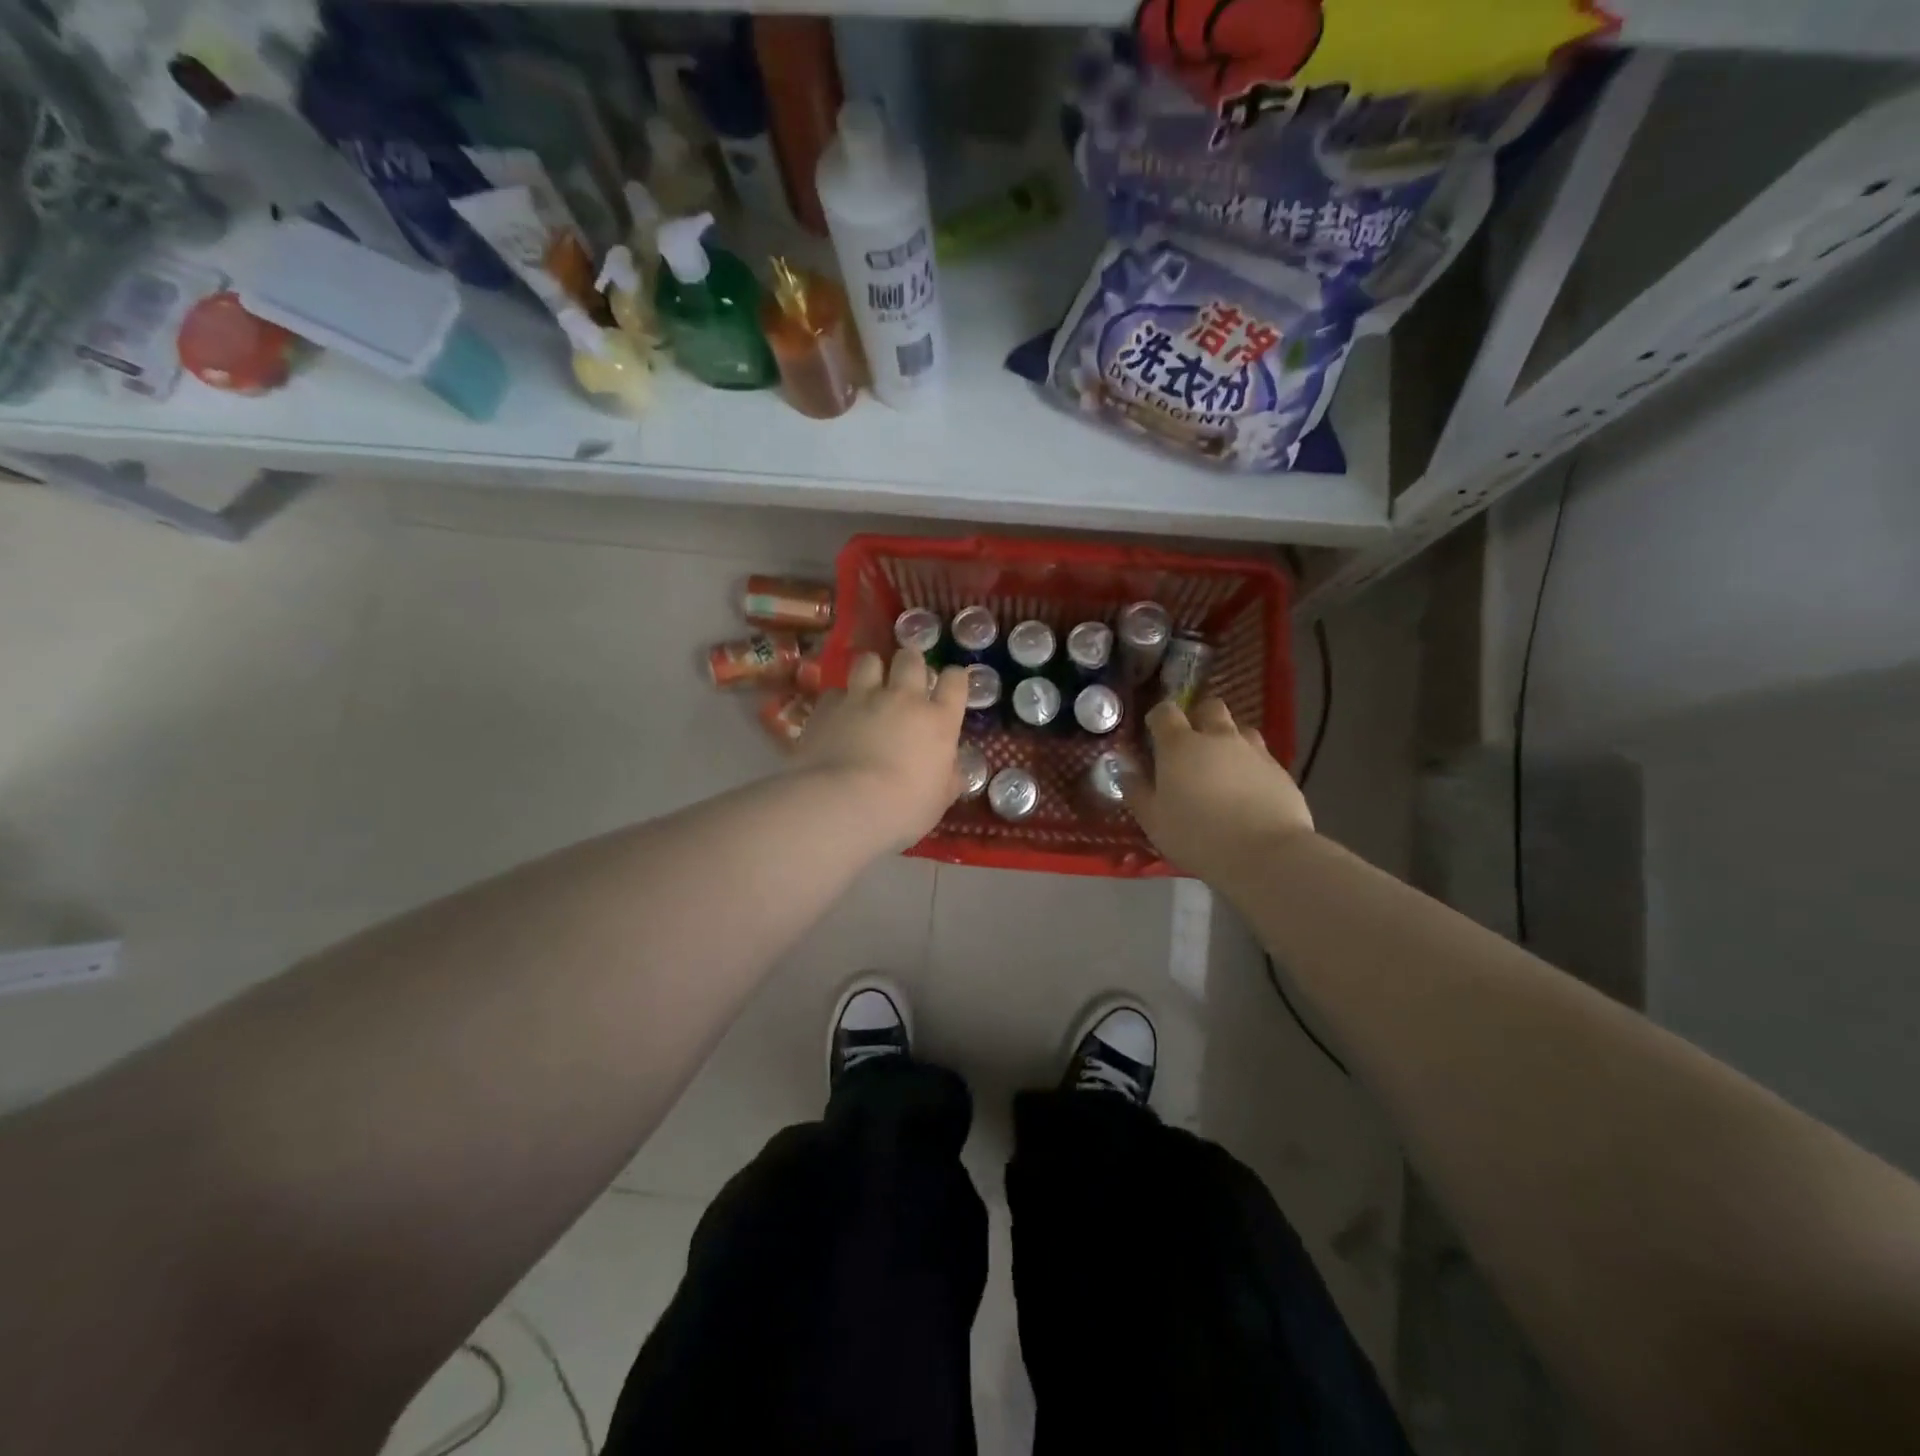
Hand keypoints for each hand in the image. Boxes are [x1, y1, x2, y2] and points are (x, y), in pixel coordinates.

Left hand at [794, 649, 967, 849]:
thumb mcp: (938, 800)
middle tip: (905, 677)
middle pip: (910, 660)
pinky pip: (835, 691)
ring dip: (872, 669)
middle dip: (909, 663)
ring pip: (869, 661)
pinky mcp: (827, 706)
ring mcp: (862, 698)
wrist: (844, 804)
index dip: (954, 678)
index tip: (950, 684)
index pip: (955, 682)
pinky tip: (836, 716)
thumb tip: (952, 771)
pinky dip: (838, 701)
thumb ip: (947, 778)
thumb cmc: (903, 809)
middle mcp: (903, 699)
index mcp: (938, 721)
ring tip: (868, 684)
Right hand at [1125, 696, 1314, 878]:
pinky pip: (1261, 757)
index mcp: (1180, 745)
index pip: (1165, 712)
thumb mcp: (1153, 820)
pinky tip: (1247, 790)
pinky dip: (1250, 765)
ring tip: (1222, 766)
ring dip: (1228, 739)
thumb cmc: (1197, 835)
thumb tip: (1126, 770)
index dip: (1158, 718)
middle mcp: (1218, 737)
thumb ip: (1136, 790)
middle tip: (1191, 743)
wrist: (1265, 854)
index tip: (1153, 733)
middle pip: (1210, 707)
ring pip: (1240, 729)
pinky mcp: (1280, 771)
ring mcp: (1253, 751)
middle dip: (1199, 717)